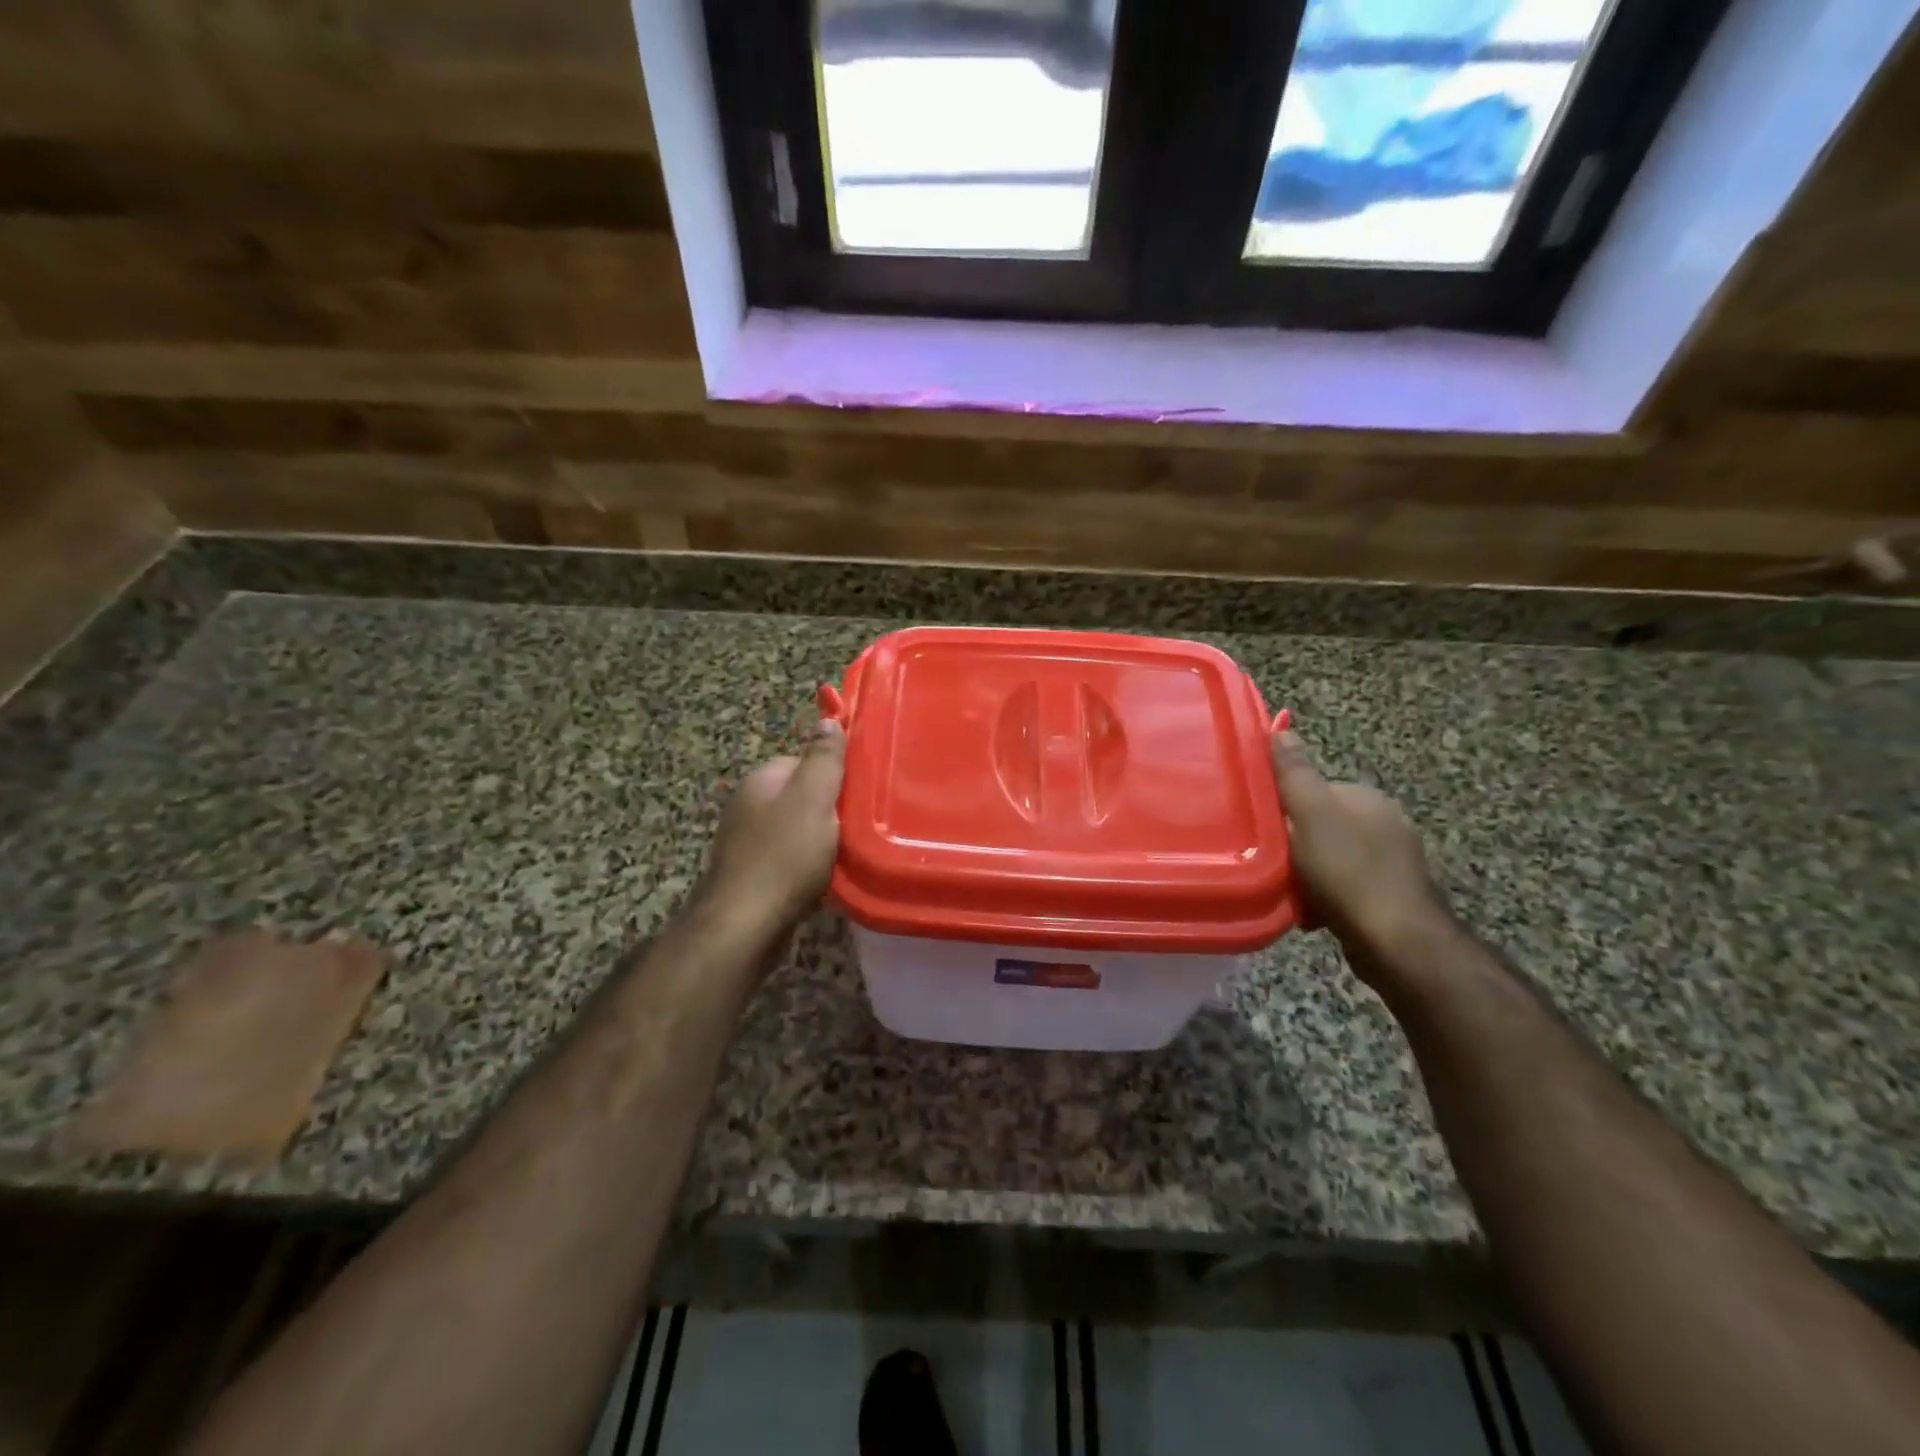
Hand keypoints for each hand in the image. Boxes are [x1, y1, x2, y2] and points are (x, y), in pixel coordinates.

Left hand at [701, 720, 846, 934]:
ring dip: (819, 841)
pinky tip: (821, 880)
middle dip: (828, 811)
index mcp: (761, 779)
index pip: (803, 761)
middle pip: (800, 796)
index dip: (832, 776)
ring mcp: (745, 841)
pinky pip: (787, 859)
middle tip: (854, 829)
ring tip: (843, 857)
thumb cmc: (784, 856)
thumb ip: (823, 759)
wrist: (744, 925)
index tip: (856, 796)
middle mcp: (748, 804)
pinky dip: (806, 866)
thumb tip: (827, 719)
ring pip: (795, 829)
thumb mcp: (813, 798)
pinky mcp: (750, 874)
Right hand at [1270, 728, 1448, 982]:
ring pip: (1328, 859)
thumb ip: (1294, 773)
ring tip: (1290, 893)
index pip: (1313, 791)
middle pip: (1319, 826)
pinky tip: (1312, 914)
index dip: (1285, 809)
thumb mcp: (1311, 814)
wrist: (1396, 942)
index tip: (1265, 831)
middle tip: (1272, 864)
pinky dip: (1324, 898)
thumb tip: (1281, 728)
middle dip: (1293, 846)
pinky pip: (1342, 887)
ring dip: (1306, 875)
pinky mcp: (1389, 896)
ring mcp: (1391, 861)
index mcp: (1367, 798)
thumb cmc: (1349, 872)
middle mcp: (1384, 823)